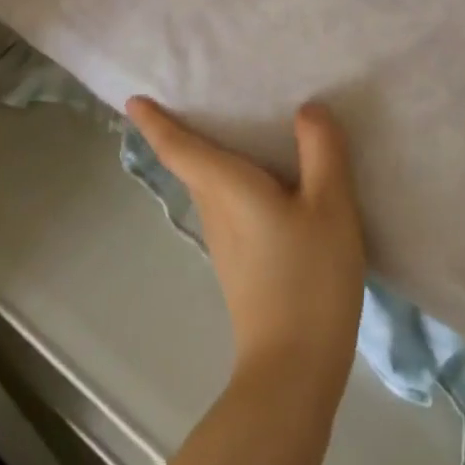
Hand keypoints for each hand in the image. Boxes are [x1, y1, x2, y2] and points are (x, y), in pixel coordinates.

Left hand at [126, 98, 366, 400]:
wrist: (295, 369)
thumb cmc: (310, 279)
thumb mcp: (330, 206)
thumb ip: (321, 151)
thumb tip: (307, 109)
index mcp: (227, 188)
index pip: (180, 149)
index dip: (155, 122)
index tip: (134, 101)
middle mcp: (216, 211)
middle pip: (191, 165)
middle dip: (182, 132)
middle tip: (193, 96)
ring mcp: (225, 243)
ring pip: (209, 186)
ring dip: (209, 157)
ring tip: (233, 128)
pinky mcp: (239, 264)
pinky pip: (227, 205)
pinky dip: (232, 181)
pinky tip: (264, 182)